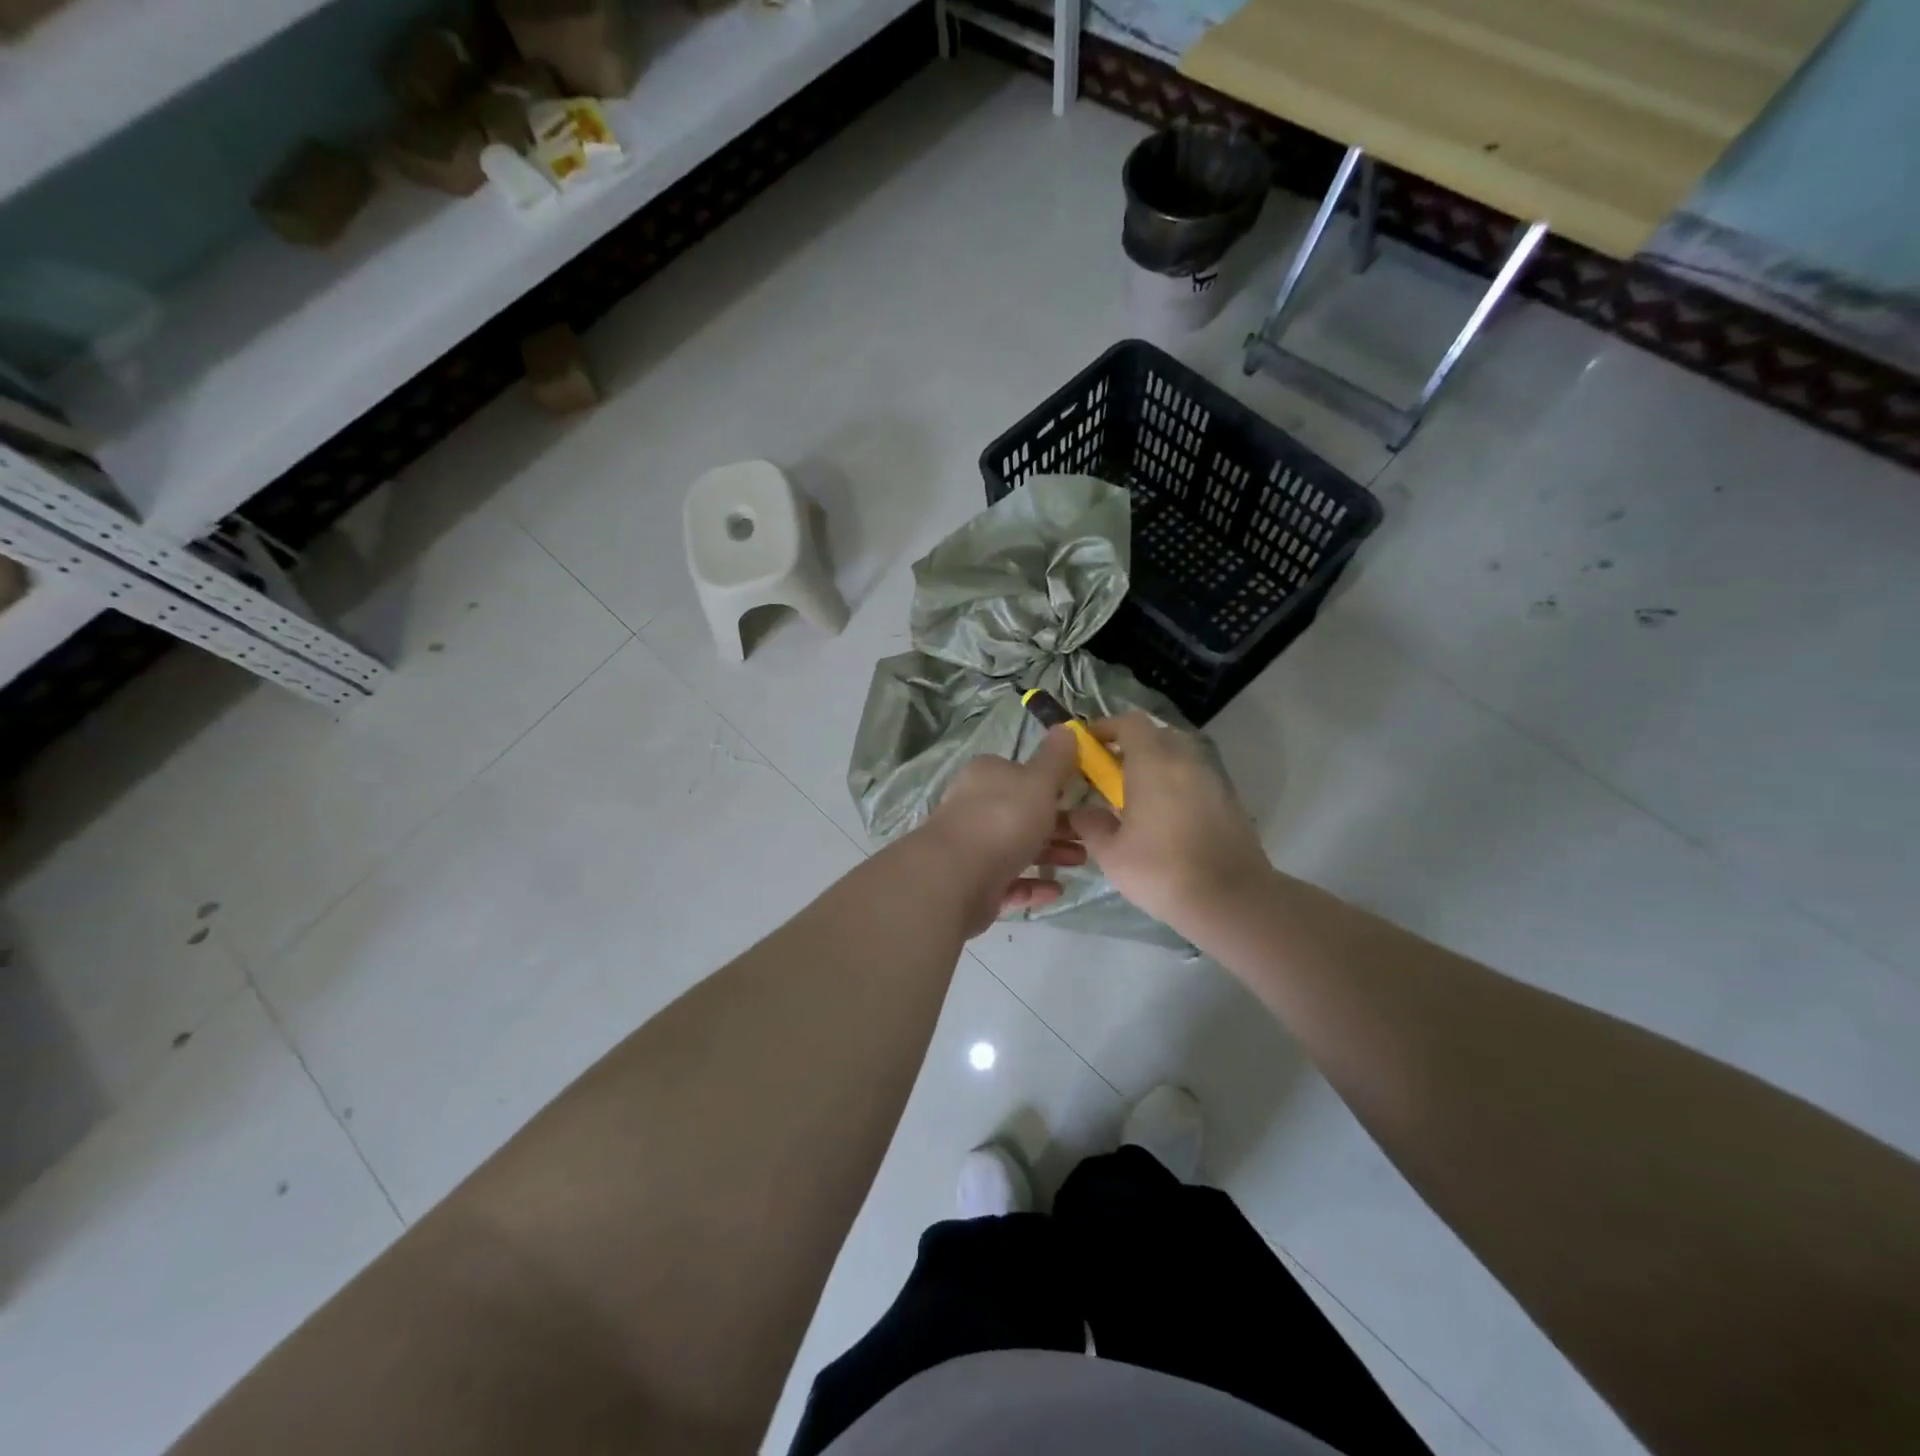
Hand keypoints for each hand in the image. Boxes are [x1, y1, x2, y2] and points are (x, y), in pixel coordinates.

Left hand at [923, 727, 1087, 934]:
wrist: (957, 877)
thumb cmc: (1004, 819)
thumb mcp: (1039, 781)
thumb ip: (1055, 758)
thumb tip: (1066, 727)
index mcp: (986, 776)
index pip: (1021, 774)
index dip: (1051, 785)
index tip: (1080, 798)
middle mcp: (974, 807)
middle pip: (1022, 813)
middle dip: (1058, 824)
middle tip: (1089, 837)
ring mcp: (971, 847)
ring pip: (1017, 847)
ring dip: (1050, 854)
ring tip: (1080, 863)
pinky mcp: (972, 883)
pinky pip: (1009, 880)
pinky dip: (1033, 884)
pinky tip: (1056, 890)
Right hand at [1069, 712, 1269, 929]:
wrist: (1231, 900)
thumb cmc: (1162, 871)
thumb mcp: (1111, 854)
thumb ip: (1091, 825)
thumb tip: (1082, 812)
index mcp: (1153, 763)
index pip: (1130, 722)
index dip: (1107, 727)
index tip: (1089, 745)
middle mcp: (1185, 761)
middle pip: (1156, 735)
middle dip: (1131, 746)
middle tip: (1110, 772)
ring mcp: (1212, 779)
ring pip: (1179, 756)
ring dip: (1157, 766)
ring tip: (1138, 797)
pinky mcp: (1229, 801)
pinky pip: (1196, 779)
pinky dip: (1177, 785)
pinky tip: (1167, 818)